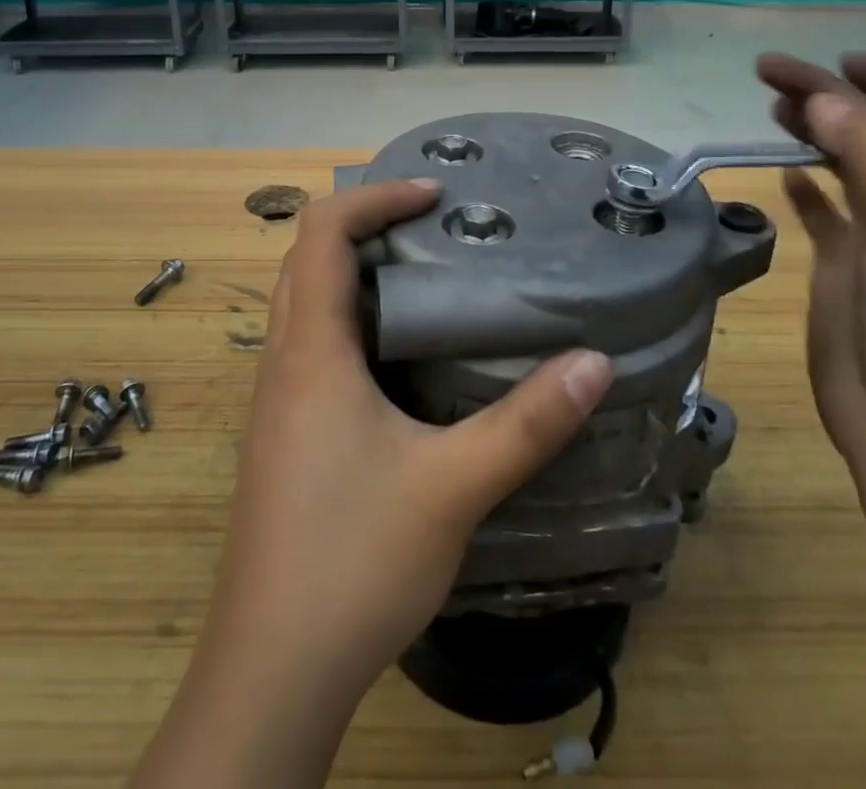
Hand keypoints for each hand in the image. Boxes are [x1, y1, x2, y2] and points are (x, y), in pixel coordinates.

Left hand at [133, 179, 612, 787]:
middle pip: (308, 257)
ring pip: (305, 300)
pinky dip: (350, 318)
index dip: (375, 197)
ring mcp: (277, 399)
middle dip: (366, 224)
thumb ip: (527, 422)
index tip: (435, 194)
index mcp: (311, 350)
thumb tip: (594, 362)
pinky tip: (401, 356)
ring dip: (354, 270)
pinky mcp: (284, 433)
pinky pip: (311, 344)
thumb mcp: (453, 487)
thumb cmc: (353, 560)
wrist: (271, 671)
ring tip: (425, 274)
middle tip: (433, 224)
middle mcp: (283, 360)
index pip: (323, 232)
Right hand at [757, 53, 865, 474]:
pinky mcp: (848, 269)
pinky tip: (786, 168)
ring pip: (849, 166)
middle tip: (770, 75)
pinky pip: (827, 211)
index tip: (838, 59)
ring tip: (771, 106)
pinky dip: (809, 187)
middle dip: (833, 99)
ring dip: (815, 132)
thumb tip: (822, 98)